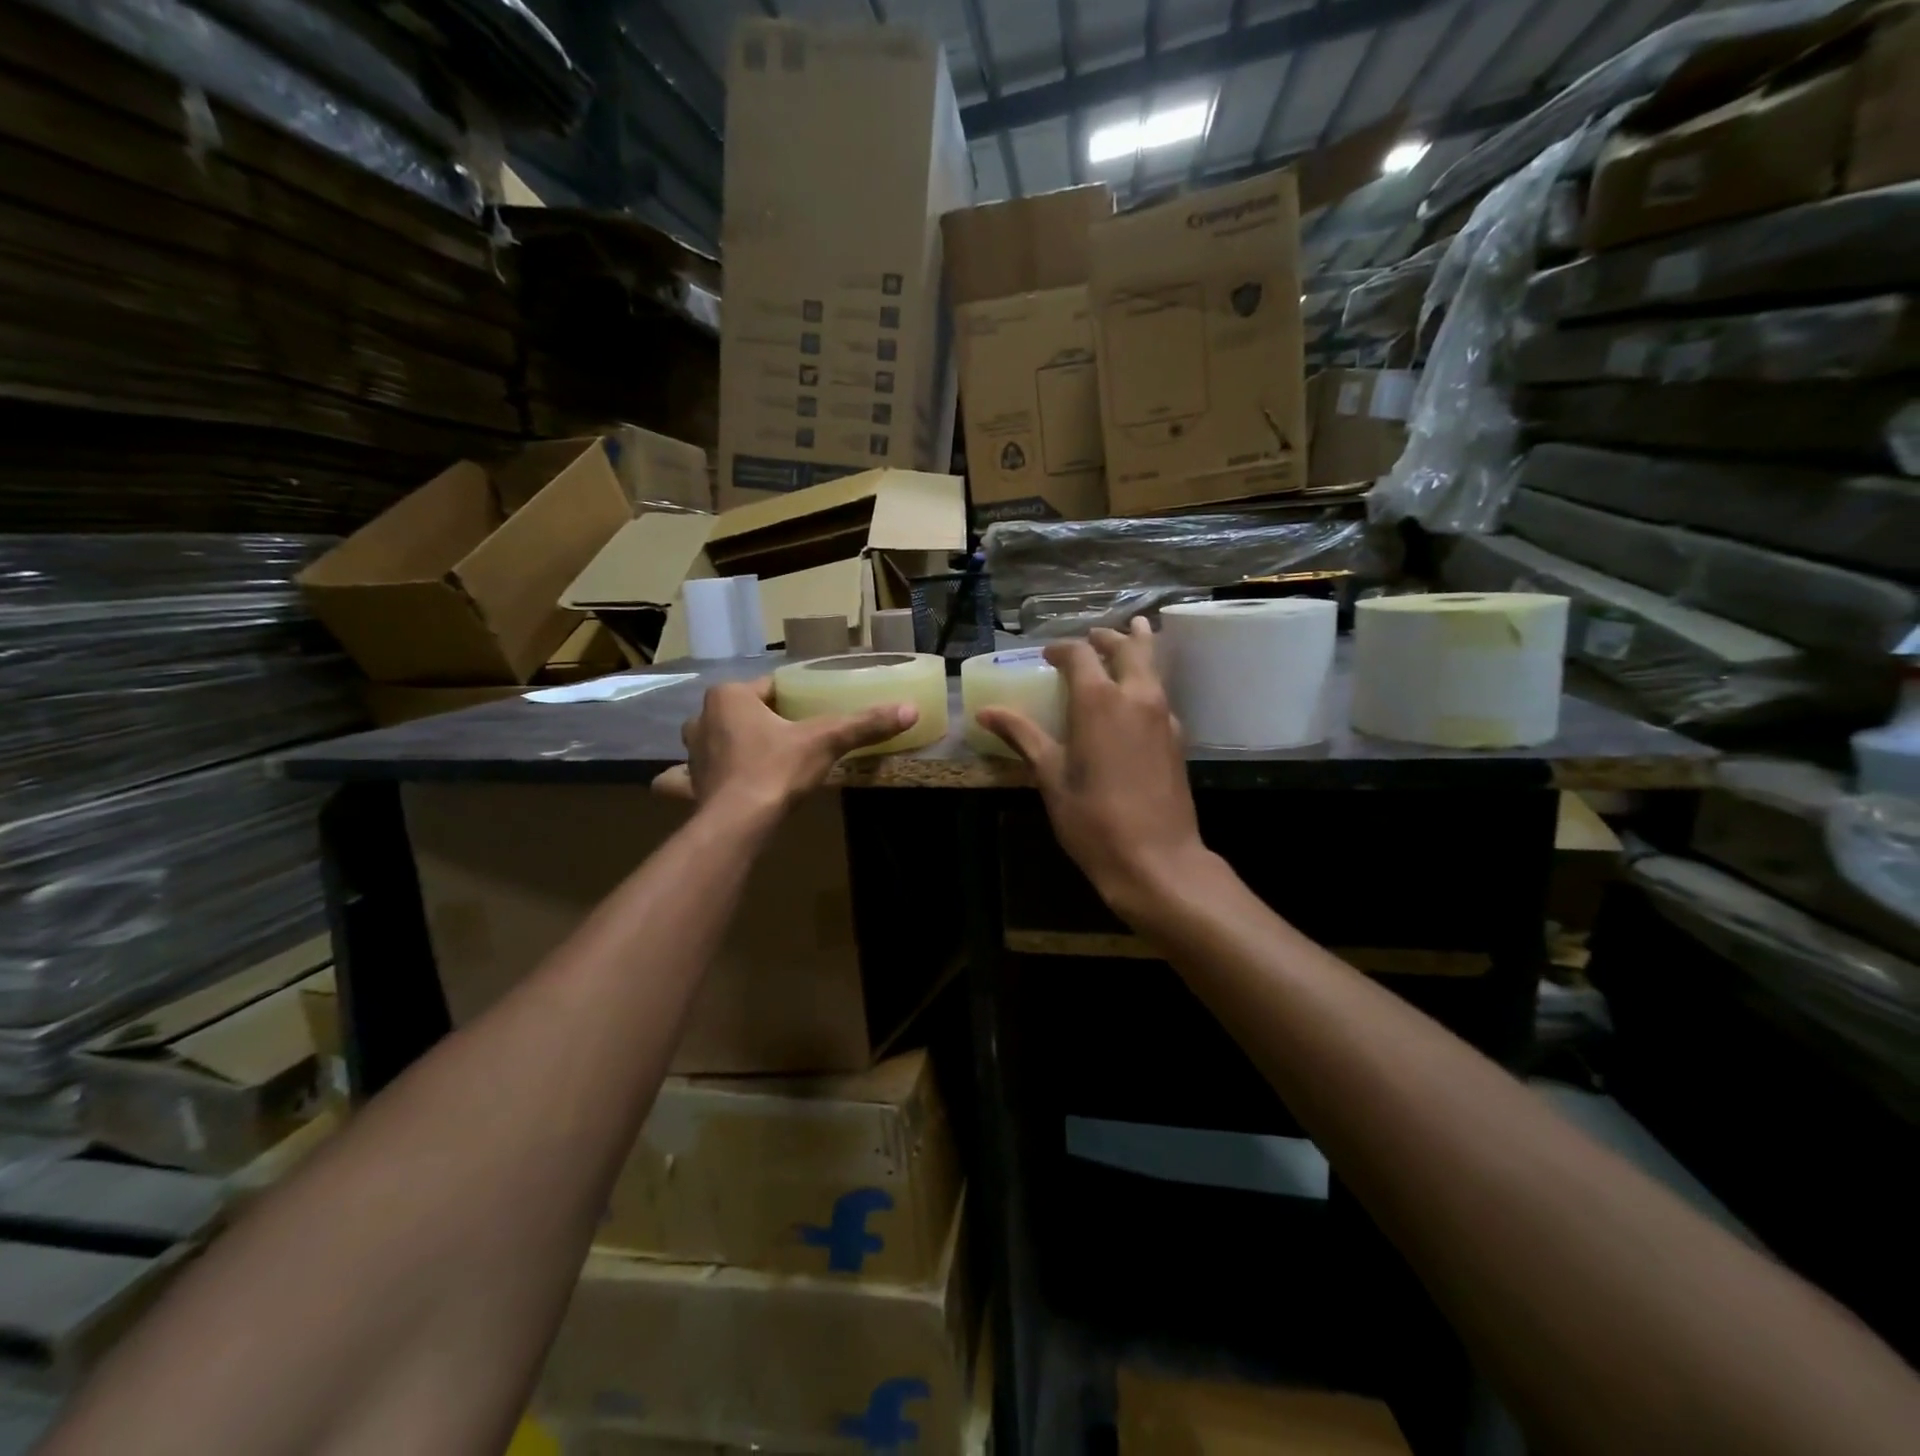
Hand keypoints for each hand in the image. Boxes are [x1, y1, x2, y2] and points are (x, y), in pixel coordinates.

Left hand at [652, 678, 915, 811]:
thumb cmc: (777, 769)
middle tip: (793, 737)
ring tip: (758, 759)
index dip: (793, 699)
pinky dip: (693, 780)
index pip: (770, 688)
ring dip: (728, 745)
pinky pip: (687, 777)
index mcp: (730, 696)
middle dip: (761, 720)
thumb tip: (910, 708)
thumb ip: (864, 724)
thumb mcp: (826, 741)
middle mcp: (702, 718)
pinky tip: (702, 786)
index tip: (813, 713)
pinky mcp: (688, 786)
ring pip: (713, 740)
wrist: (739, 824)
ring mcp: (691, 754)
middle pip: (741, 712)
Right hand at [976, 618, 1211, 912]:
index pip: (1080, 654)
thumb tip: (985, 712)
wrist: (1156, 858)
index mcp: (1099, 699)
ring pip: (1153, 667)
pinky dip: (1148, 681)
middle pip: (1127, 648)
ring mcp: (1164, 715)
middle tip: (1095, 635)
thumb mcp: (1049, 775)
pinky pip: (1161, 693)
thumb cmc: (1093, 818)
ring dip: (1138, 650)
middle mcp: (1136, 696)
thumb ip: (1022, 736)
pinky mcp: (1178, 737)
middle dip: (1109, 637)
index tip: (1047, 656)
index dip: (1061, 649)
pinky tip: (1137, 698)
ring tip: (1129, 639)